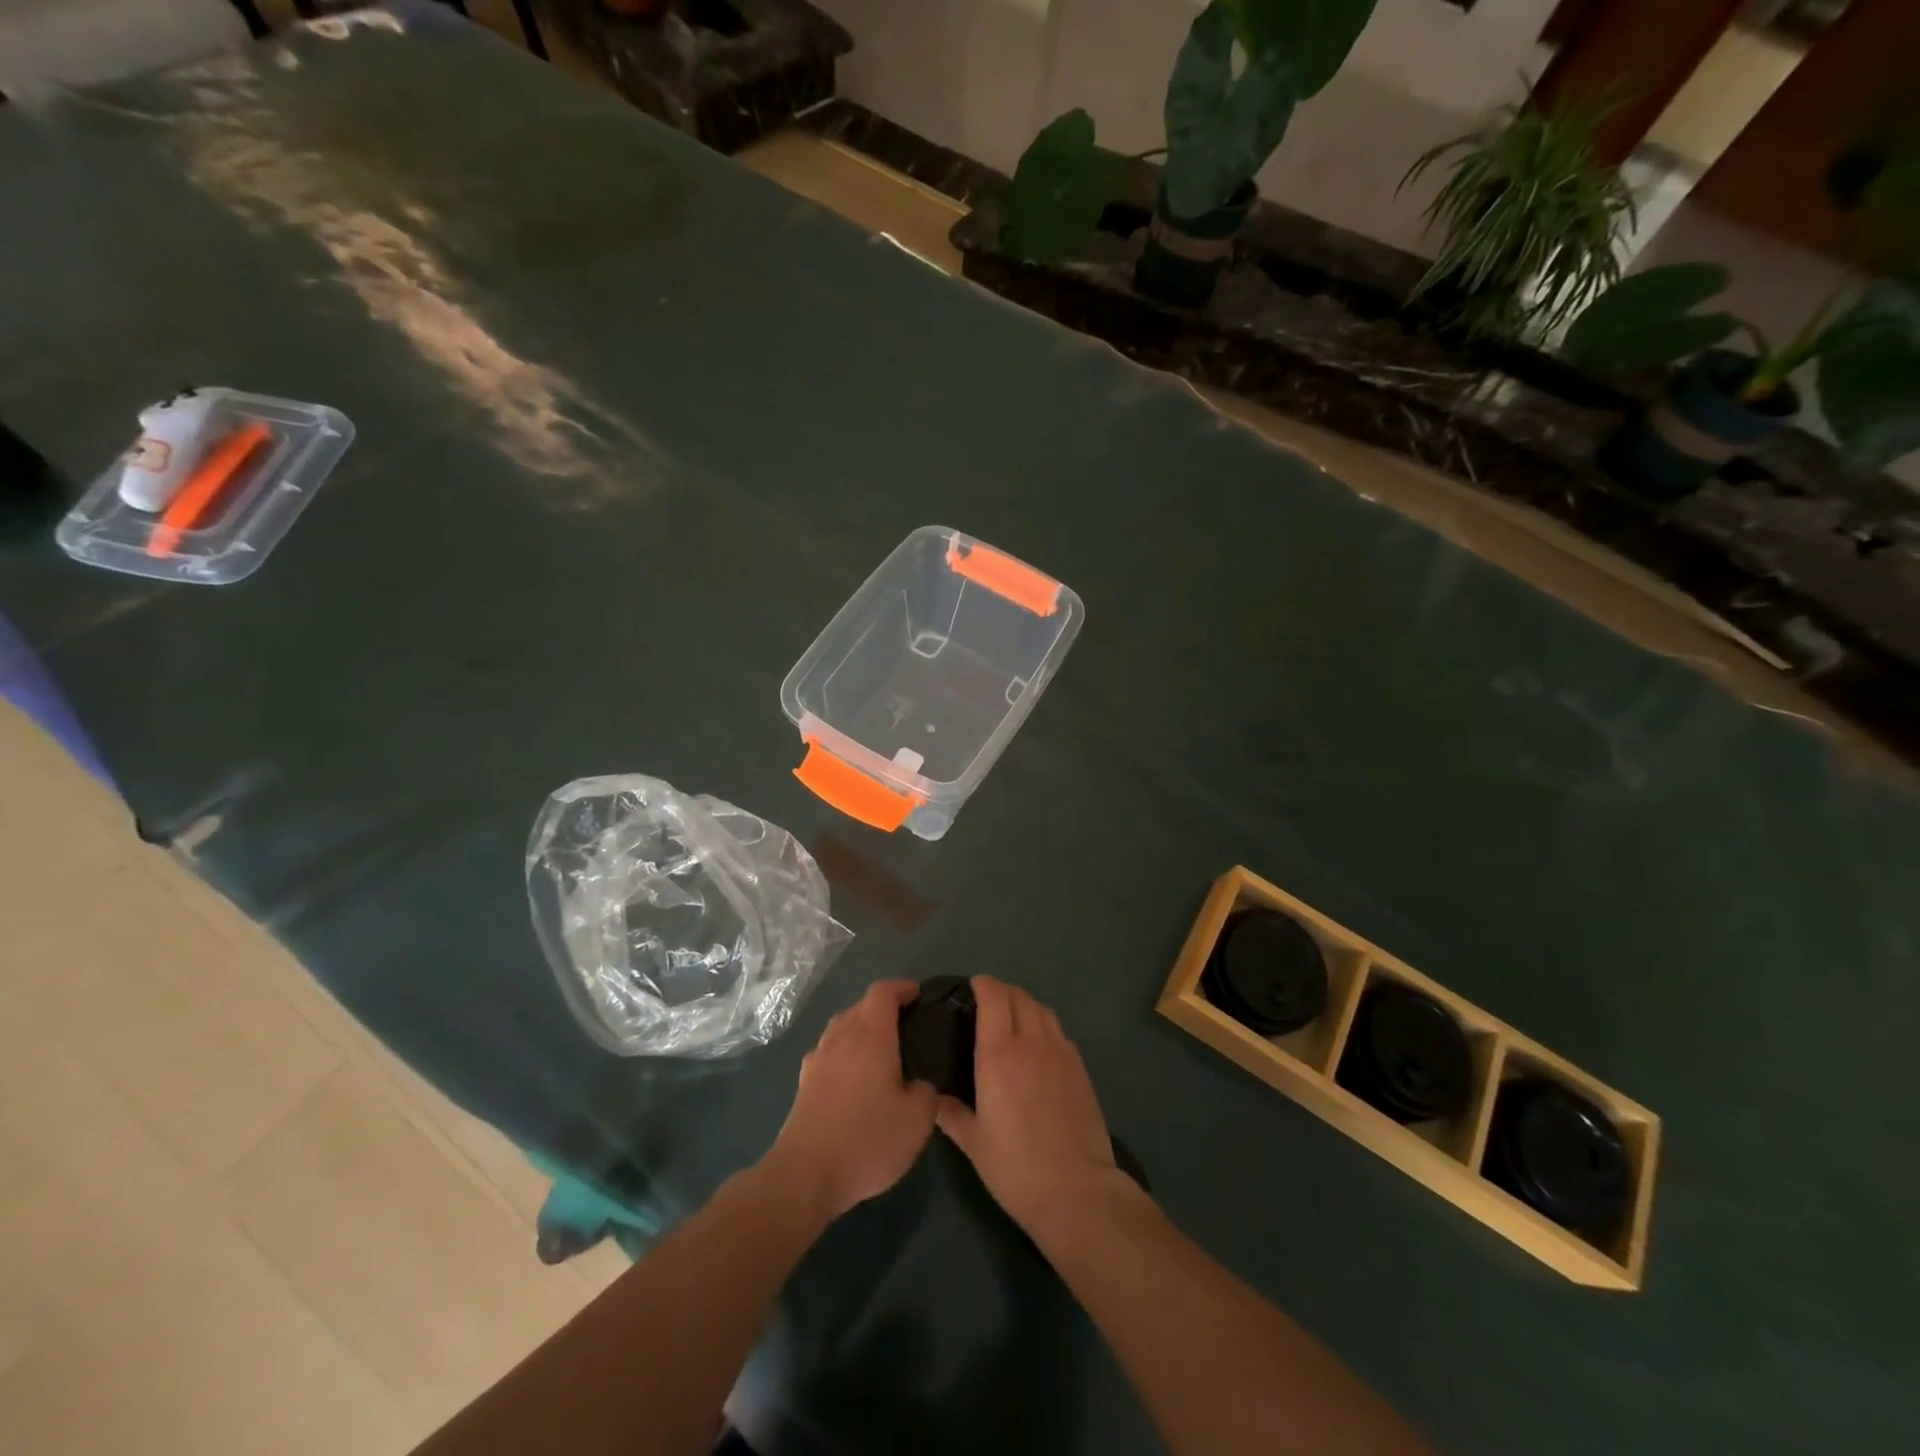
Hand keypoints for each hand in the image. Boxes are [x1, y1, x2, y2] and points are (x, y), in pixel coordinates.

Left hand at [768, 979, 937, 1220]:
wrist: (805, 1175)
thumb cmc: (867, 1139)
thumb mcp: (917, 1120)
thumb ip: (926, 1092)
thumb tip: (919, 1084)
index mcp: (870, 1035)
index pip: (883, 992)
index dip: (902, 988)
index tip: (918, 996)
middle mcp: (841, 1037)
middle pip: (861, 1007)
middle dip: (884, 1009)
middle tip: (907, 1027)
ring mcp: (818, 1059)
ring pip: (842, 1028)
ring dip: (861, 1030)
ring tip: (881, 1051)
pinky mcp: (804, 1084)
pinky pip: (828, 1053)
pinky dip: (844, 1054)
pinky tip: (853, 1077)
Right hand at [935, 977, 1123, 1232]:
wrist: (1076, 1189)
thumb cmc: (1015, 1166)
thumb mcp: (973, 1143)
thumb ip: (951, 1113)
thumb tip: (934, 1097)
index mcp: (1000, 1054)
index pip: (994, 998)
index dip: (983, 984)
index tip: (972, 986)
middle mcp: (1032, 1042)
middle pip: (1019, 997)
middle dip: (1002, 991)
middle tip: (988, 1002)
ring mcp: (1060, 1052)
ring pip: (1043, 1009)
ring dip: (1025, 1004)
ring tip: (1013, 1018)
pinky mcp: (1080, 1068)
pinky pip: (1059, 1031)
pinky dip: (1045, 1025)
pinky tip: (1039, 1046)